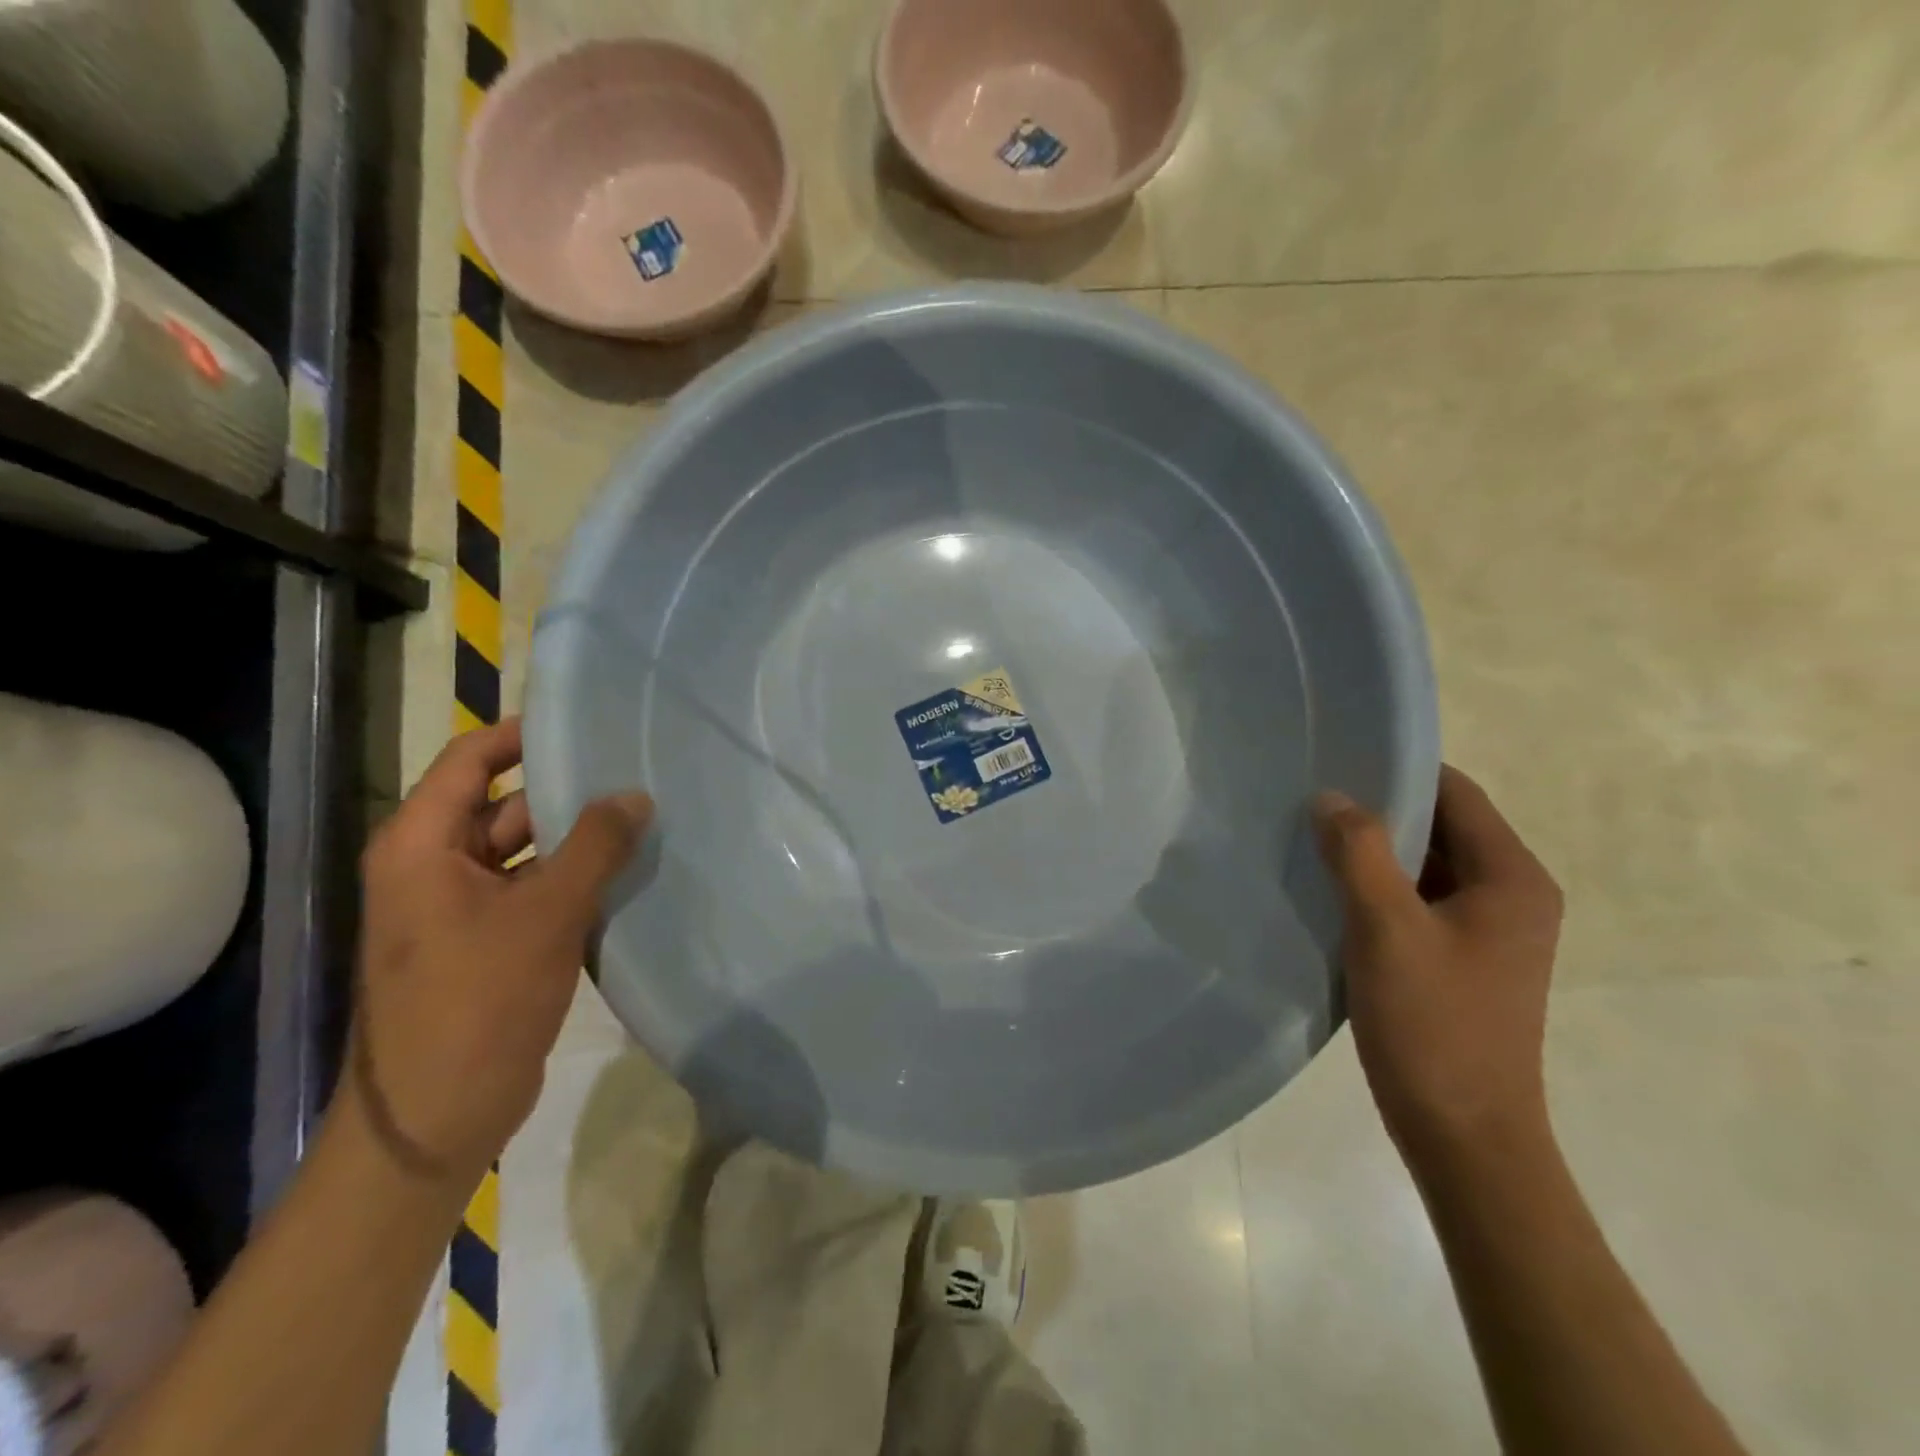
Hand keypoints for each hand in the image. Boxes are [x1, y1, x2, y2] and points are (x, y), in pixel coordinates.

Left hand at [348, 718, 652, 1185]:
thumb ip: (595, 846)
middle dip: (563, 789)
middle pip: (500, 804)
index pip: (470, 761)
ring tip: (641, 815)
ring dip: (574, 837)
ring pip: (521, 850)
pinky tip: (626, 871)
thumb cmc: (477, 1001)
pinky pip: (531, 889)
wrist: (435, 1118)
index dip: (521, 735)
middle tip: (631, 770)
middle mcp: (431, 867)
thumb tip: (636, 794)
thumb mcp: (544, 914)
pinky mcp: (485, 942)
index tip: (585, 722)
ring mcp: (458, 908)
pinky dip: (571, 877)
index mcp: (420, 845)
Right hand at [1313, 766, 1563, 1174]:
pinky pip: (1415, 901)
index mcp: (1512, 878)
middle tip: (1307, 802)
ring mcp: (1486, 931)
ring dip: (1370, 853)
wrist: (1465, 1136)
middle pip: (1438, 826)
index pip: (1454, 792)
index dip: (1395, 771)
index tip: (1333, 763)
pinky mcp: (1460, 958)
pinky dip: (1375, 889)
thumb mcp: (1386, 929)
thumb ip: (1358, 852)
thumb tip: (1330, 797)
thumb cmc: (1433, 1025)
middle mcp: (1510, 895)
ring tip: (1307, 841)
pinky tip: (1326, 892)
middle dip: (1375, 812)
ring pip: (1422, 865)